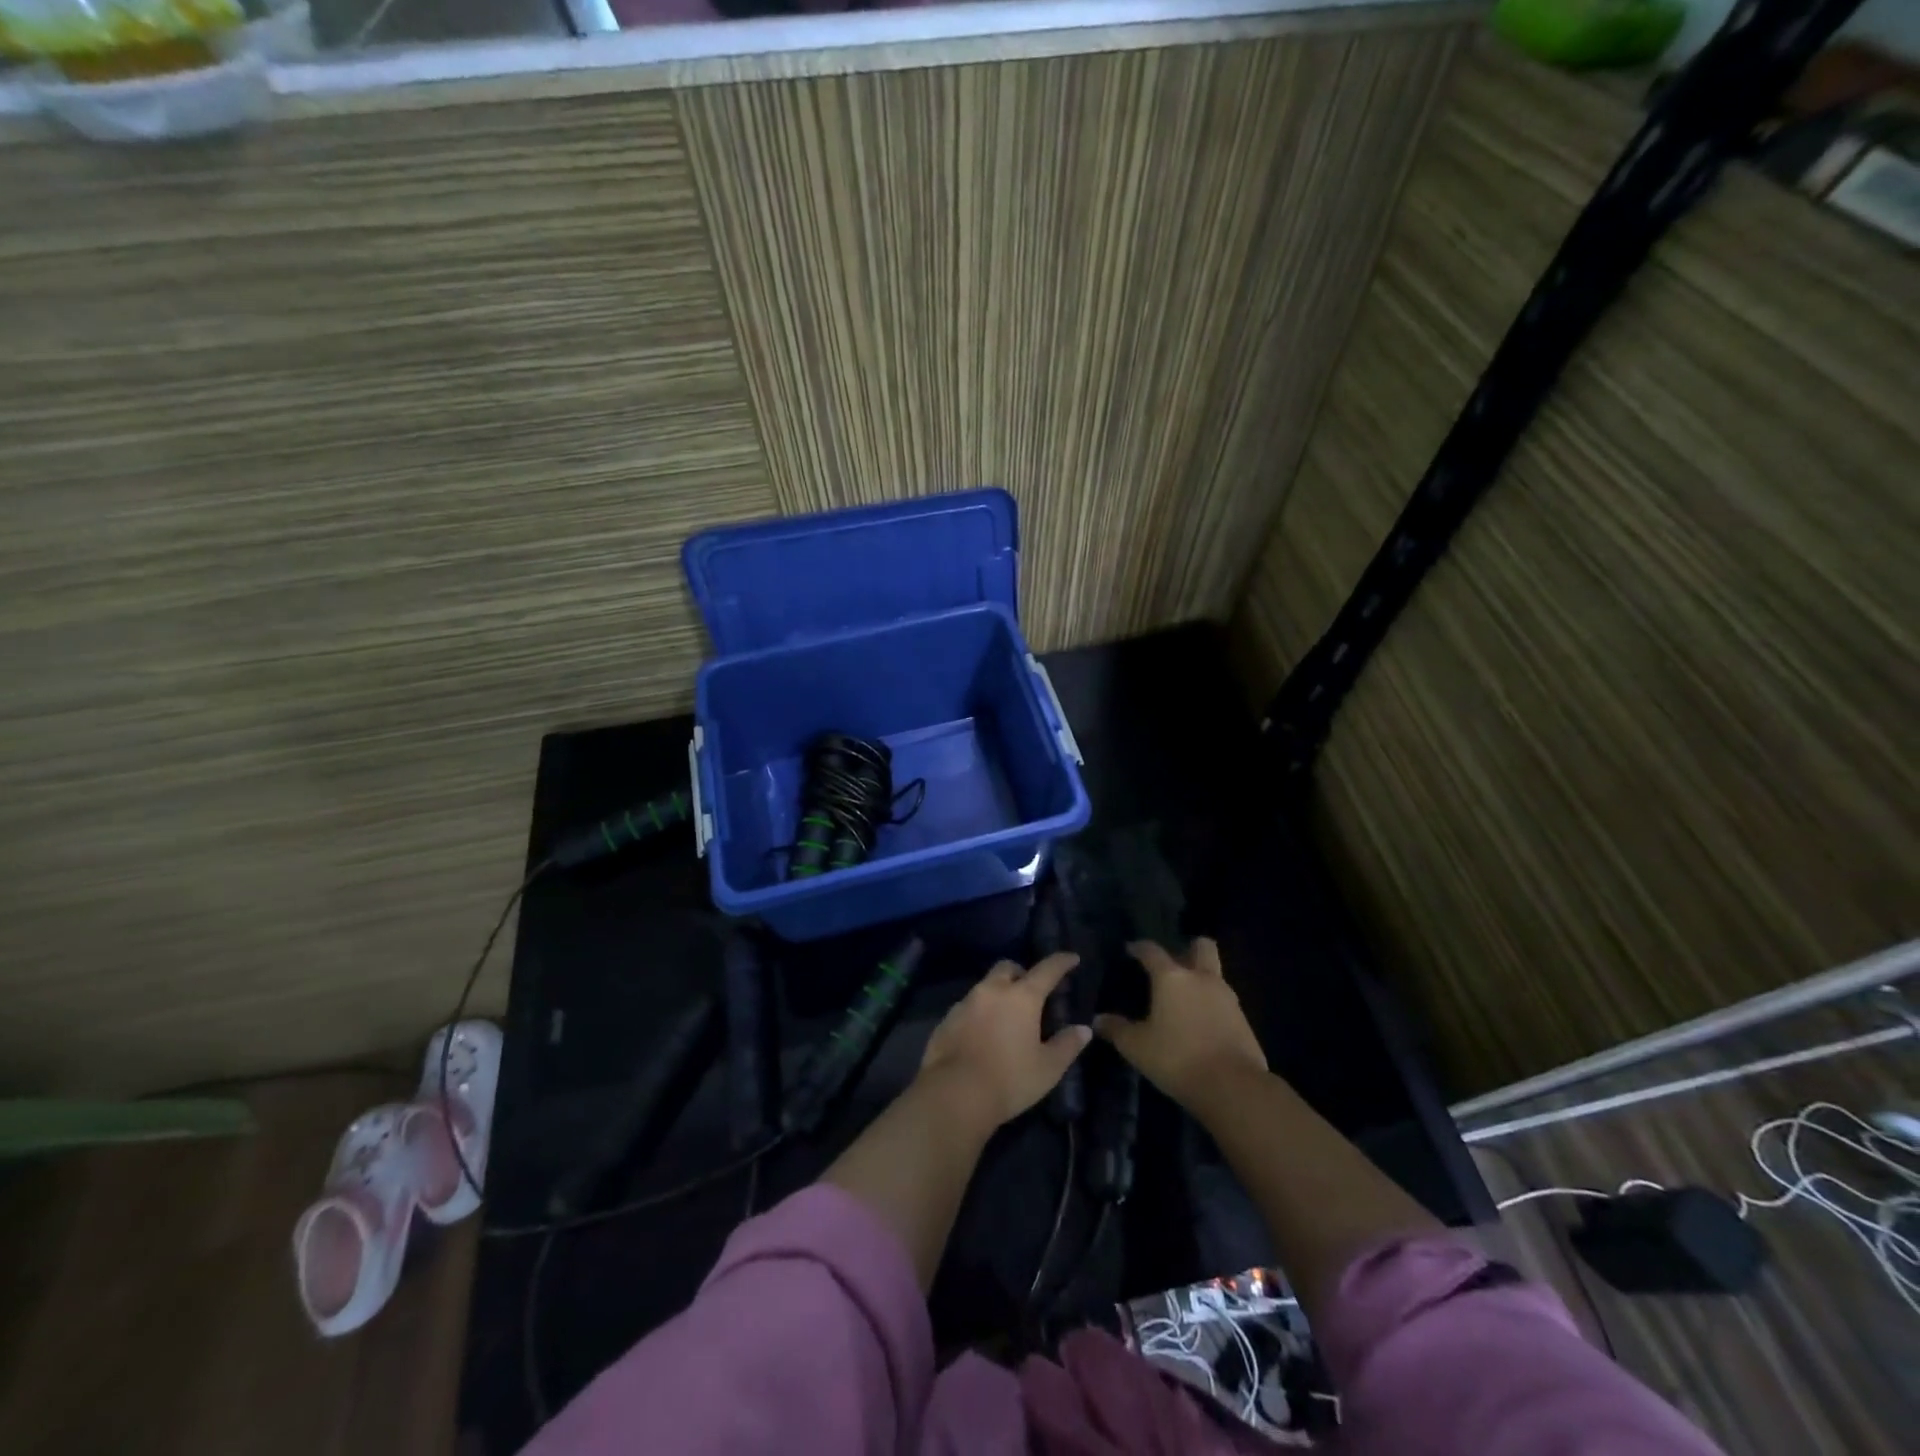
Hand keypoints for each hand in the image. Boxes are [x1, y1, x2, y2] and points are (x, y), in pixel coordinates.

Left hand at [917, 953, 1092, 1131]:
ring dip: (998, 993)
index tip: (1071, 958)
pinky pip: (968, 1006)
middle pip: (1008, 967)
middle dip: (1021, 973)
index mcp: (1021, 997)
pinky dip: (979, 1012)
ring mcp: (965, 1002)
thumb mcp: (1048, 1068)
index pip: (1046, 970)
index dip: (1061, 962)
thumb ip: (1067, 1045)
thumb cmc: (1009, 1080)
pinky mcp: (947, 1019)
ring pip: (985, 986)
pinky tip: (982, 1034)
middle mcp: (992, 990)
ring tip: (1006, 1017)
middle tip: (1031, 992)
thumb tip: (1083, 1029)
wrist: (954, 1094)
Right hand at [1094, 939, 1266, 1111]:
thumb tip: (1097, 1020)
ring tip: (1184, 999)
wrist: (1233, 1087)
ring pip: (1215, 974)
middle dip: (1188, 949)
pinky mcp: (1243, 1020)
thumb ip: (1117, 1029)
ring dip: (1201, 979)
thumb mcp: (1137, 1047)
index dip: (1139, 947)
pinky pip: (1224, 1001)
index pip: (1152, 951)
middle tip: (1173, 965)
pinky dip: (1212, 1005)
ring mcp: (1227, 997)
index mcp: (1172, 978)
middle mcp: (1201, 978)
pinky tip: (1201, 1024)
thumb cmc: (1177, 1059)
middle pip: (1201, 947)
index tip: (1131, 949)